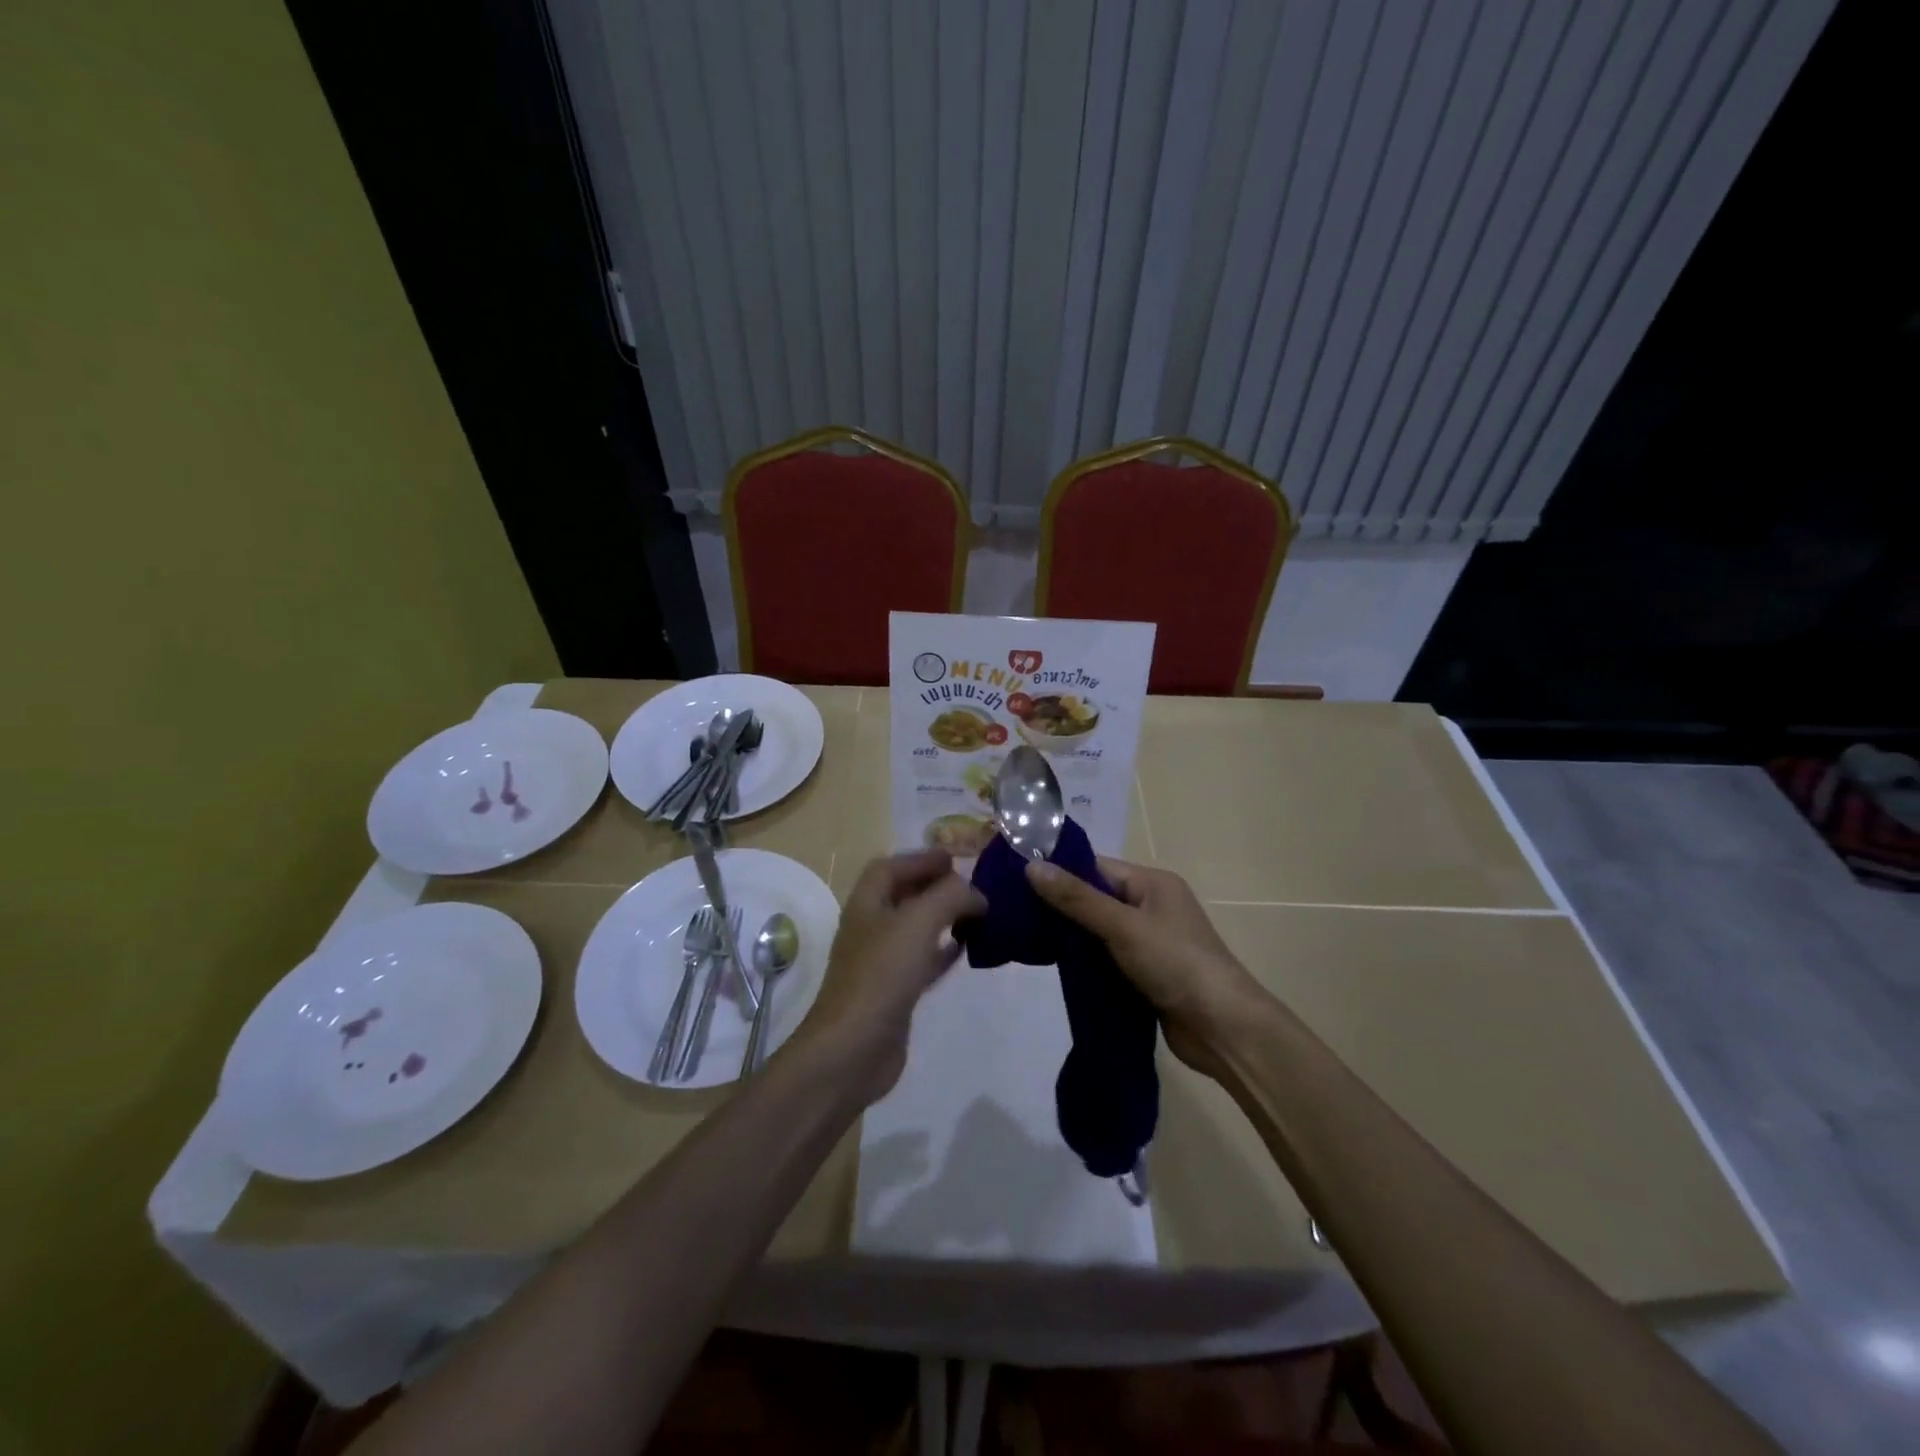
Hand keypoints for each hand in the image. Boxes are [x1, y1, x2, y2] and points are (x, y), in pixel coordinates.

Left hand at [802, 850, 985, 1102]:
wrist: (853, 1049)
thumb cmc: (882, 974)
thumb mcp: (919, 922)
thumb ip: (951, 897)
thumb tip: (976, 894)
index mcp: (866, 904)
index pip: (889, 867)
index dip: (920, 858)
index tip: (955, 858)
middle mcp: (870, 928)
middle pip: (902, 896)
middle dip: (935, 886)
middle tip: (971, 885)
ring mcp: (880, 963)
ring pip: (915, 929)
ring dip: (942, 917)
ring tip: (976, 913)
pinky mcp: (894, 993)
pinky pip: (922, 961)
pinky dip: (943, 950)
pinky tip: (967, 949)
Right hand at [1027, 857, 1263, 1080]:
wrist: (1224, 1030)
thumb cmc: (1176, 964)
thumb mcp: (1123, 926)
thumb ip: (1077, 899)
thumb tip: (1031, 867)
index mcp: (1152, 883)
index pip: (1096, 867)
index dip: (1059, 871)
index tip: (1015, 879)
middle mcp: (1151, 907)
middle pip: (1095, 898)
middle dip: (1059, 906)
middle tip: (1013, 912)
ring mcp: (1149, 942)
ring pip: (1098, 931)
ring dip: (1070, 937)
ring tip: (1024, 938)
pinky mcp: (1145, 974)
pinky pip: (1106, 958)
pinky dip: (1084, 962)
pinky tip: (1053, 967)